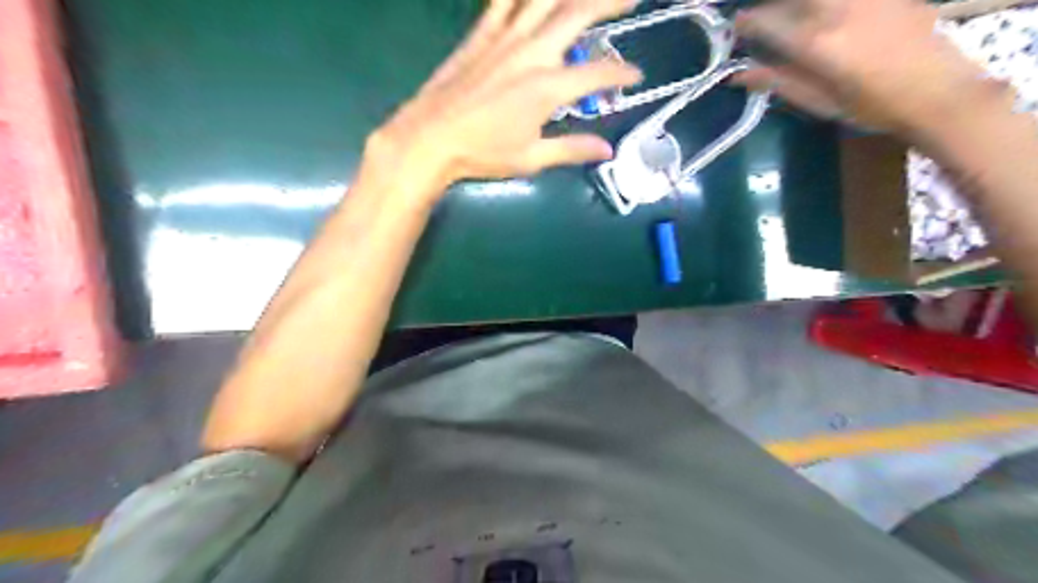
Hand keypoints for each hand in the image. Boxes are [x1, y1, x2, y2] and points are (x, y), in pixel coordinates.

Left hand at [362, 0, 640, 196]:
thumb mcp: (531, 158)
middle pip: (579, 13)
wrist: (430, 137)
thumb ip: (572, 149)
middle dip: (611, 2)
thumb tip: (606, 150)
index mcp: (547, 87)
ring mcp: (505, 37)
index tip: (635, 77)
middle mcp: (531, 52)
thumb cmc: (482, 152)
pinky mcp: (482, 33)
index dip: (622, 74)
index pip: (597, 74)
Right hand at [732, 0, 1000, 132]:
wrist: (938, 91)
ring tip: (791, 14)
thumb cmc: (870, 106)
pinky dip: (823, 4)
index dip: (748, 22)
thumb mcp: (818, 101)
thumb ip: (777, 81)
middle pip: (793, 0)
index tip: (735, 25)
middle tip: (763, 18)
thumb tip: (738, 75)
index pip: (770, 22)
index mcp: (817, 42)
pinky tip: (822, 13)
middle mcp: (838, 9)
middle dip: (772, 6)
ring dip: (797, 4)